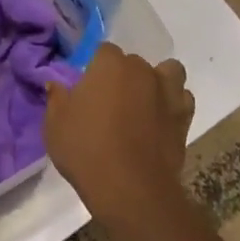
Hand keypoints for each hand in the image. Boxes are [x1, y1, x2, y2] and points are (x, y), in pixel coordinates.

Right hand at [44, 44, 194, 227]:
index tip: (88, 90)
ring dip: (158, 82)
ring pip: (168, 72)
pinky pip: (183, 99)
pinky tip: (161, 120)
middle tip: (111, 103)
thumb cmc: (87, 150)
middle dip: (124, 76)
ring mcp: (167, 92)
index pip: (104, 51)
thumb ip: (57, 99)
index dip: (96, 69)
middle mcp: (142, 70)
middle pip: (134, 63)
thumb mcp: (55, 125)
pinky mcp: (184, 118)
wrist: (131, 189)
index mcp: (110, 64)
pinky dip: (174, 105)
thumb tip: (56, 84)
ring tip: (144, 104)